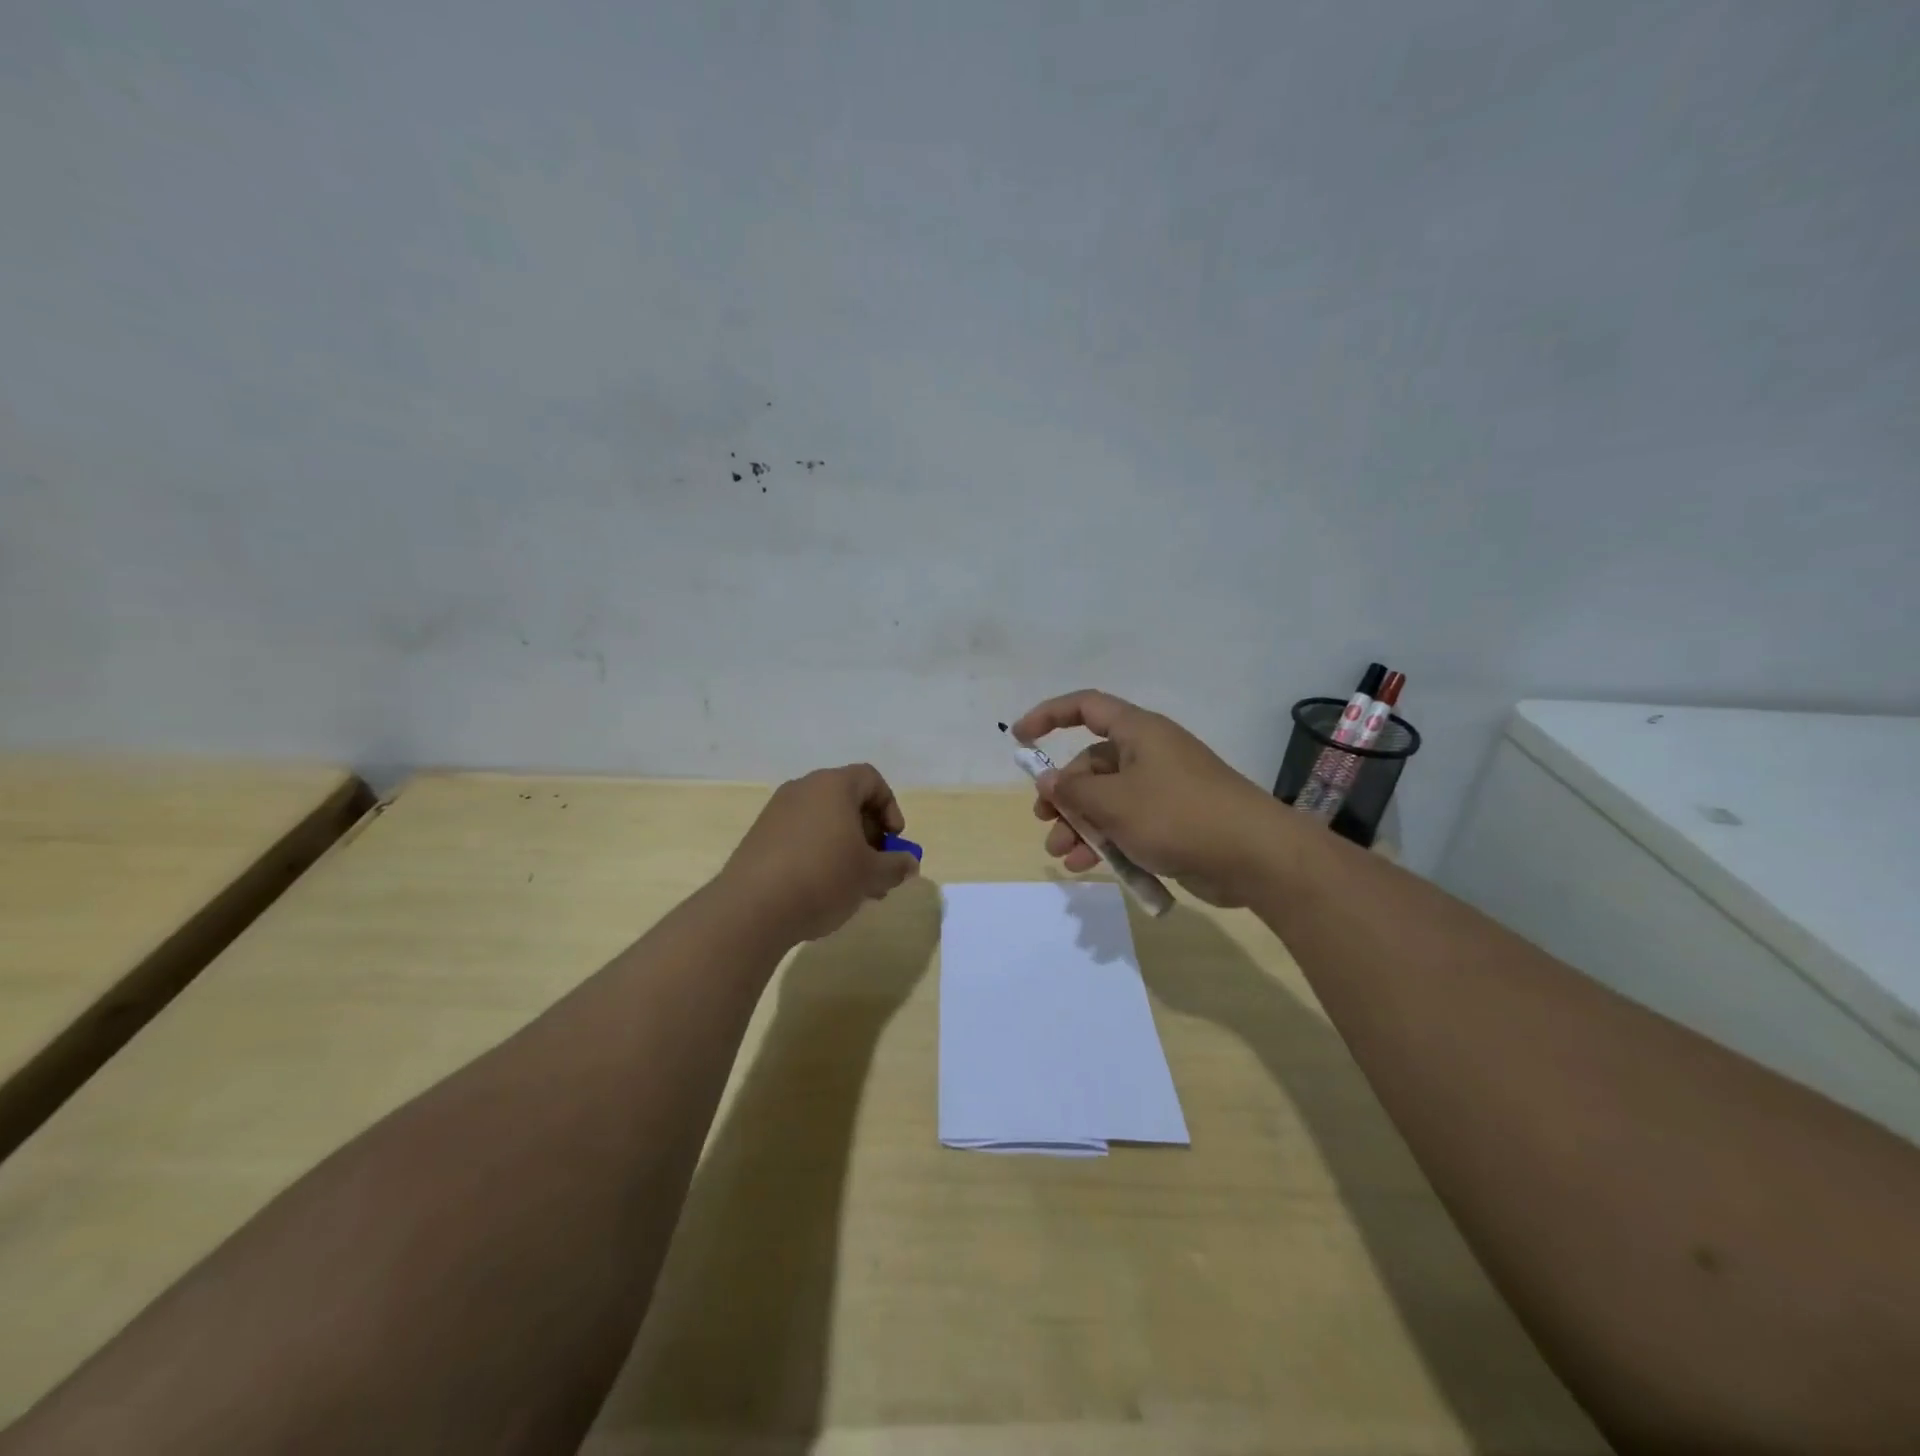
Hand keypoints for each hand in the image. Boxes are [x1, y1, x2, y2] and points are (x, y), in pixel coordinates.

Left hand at [719, 764, 919, 943]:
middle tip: (877, 868)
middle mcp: (803, 789)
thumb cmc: (822, 878)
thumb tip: (908, 864)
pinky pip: (801, 836)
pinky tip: (823, 889)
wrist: (751, 909)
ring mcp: (777, 813)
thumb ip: (896, 865)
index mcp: (833, 786)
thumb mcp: (870, 874)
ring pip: (824, 822)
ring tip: (854, 886)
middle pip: (847, 801)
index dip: (890, 807)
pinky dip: (819, 854)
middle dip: (869, 834)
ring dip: (845, 848)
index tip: (893, 841)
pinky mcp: (760, 837)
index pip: (871, 779)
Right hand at [1009, 691, 1292, 906]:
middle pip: (1092, 765)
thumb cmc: (1178, 815)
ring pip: (1107, 800)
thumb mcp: (1115, 803)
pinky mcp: (1173, 821)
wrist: (1255, 856)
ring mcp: (1163, 789)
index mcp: (1138, 732)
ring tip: (1062, 855)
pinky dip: (1107, 841)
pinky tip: (1090, 868)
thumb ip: (1073, 792)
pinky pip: (1128, 823)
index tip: (1020, 738)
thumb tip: (1049, 783)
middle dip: (1064, 796)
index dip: (1049, 716)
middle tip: (1045, 823)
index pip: (1086, 707)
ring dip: (1080, 826)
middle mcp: (1149, 754)